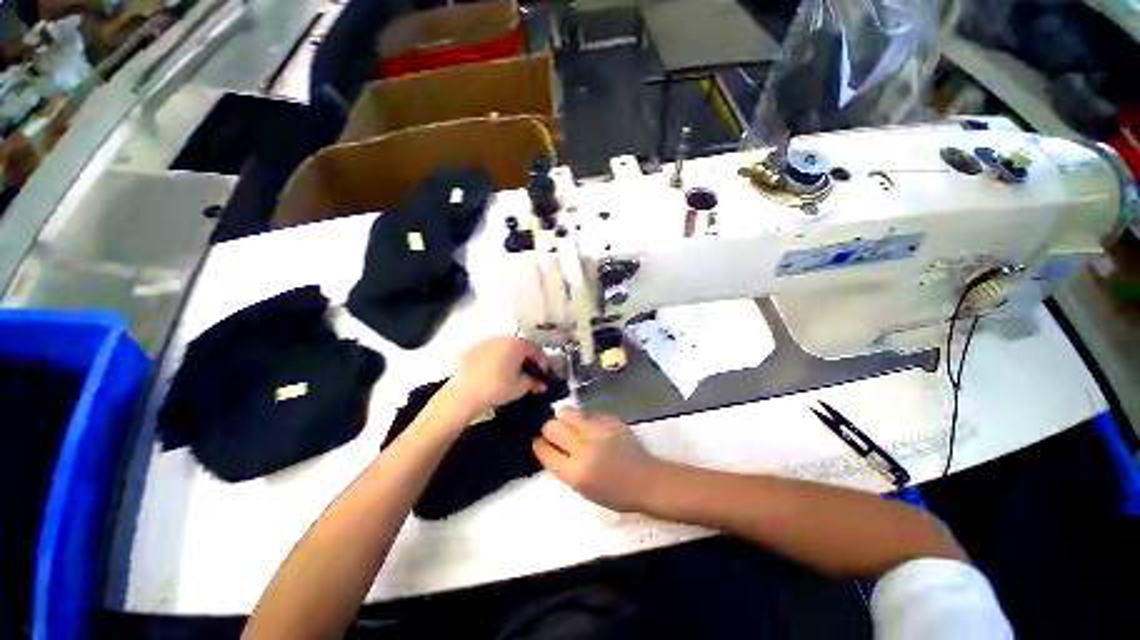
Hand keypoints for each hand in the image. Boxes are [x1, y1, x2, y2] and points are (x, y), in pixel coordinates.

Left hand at [440, 336, 550, 421]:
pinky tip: (497, 371)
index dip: (543, 361)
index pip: (536, 349)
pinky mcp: (473, 349)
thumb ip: (534, 383)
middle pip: (520, 346)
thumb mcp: (520, 387)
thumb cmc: (497, 388)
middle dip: (528, 358)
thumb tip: (543, 384)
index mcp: (517, 344)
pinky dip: (498, 358)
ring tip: (514, 371)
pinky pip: (492, 351)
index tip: (545, 373)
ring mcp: (486, 341)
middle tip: (531, 371)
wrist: (463, 393)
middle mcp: (503, 338)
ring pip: (505, 347)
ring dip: (513, 357)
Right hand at [533, 409, 659, 512]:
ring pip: (567, 412)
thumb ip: (565, 468)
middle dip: (548, 429)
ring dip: (563, 417)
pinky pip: (587, 413)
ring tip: (569, 423)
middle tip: (554, 433)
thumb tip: (551, 448)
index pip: (545, 451)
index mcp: (575, 472)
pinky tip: (590, 425)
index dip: (538, 445)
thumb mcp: (583, 489)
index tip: (538, 442)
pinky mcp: (609, 420)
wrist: (646, 480)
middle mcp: (583, 448)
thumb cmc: (615, 493)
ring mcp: (597, 431)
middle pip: (552, 427)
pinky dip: (584, 418)